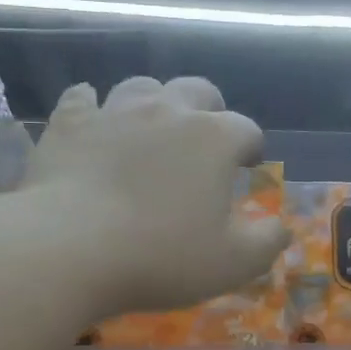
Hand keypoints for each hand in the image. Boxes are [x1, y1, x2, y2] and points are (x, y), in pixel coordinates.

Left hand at [25, 76, 290, 316]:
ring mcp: (114, 112)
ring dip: (155, 102)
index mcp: (214, 138)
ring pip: (142, 86)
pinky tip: (94, 117)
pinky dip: (93, 106)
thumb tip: (281, 227)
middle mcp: (168, 111)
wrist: (69, 250)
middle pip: (198, 91)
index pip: (246, 130)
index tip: (247, 167)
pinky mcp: (69, 124)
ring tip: (153, 129)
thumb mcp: (233, 263)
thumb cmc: (161, 256)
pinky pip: (82, 98)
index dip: (251, 147)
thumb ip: (267, 242)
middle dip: (210, 110)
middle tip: (205, 141)